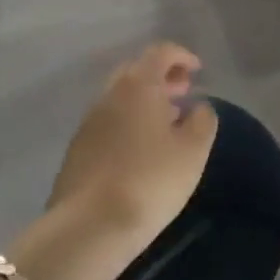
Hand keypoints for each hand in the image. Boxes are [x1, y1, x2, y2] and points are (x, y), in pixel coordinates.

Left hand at [47, 44, 217, 252]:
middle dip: (161, 76)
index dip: (182, 56)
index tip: (198, 71)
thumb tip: (198, 107)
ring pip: (119, 97)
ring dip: (143, 101)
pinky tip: (141, 149)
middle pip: (136, 70)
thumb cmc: (150, 180)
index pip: (160, 52)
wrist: (88, 228)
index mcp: (138, 85)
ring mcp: (88, 123)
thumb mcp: (193, 151)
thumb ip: (203, 120)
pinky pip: (108, 122)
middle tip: (182, 93)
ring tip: (166, 123)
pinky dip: (128, 122)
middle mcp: (109, 95)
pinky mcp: (76, 150)